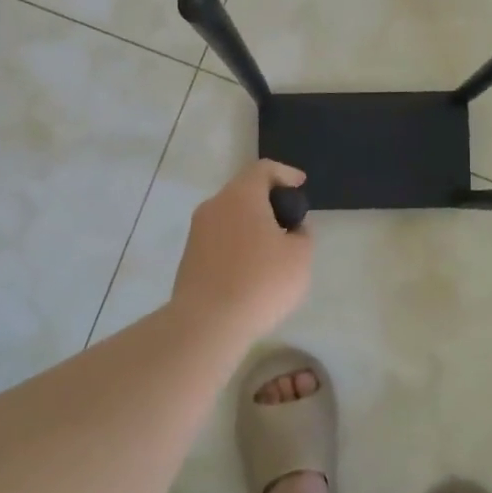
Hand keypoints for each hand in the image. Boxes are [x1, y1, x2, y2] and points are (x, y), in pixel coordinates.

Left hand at [171, 160, 313, 341]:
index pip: (264, 169)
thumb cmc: (261, 281)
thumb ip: (302, 234)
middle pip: (245, 191)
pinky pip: (220, 239)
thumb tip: (291, 229)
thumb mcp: (300, 256)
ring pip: (230, 216)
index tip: (301, 184)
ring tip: (273, 248)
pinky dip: (238, 243)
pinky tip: (252, 268)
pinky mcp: (190, 257)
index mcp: (241, 195)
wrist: (206, 323)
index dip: (286, 173)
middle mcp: (215, 205)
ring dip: (252, 224)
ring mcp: (197, 232)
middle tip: (290, 219)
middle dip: (269, 200)